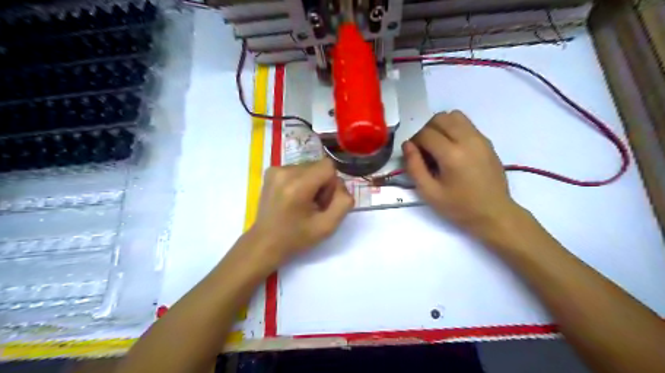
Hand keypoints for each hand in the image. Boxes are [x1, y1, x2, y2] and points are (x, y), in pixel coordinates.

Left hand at [249, 159, 352, 265]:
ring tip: (302, 203)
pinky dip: (300, 181)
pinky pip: (297, 169)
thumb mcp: (328, 227)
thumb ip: (343, 202)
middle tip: (313, 205)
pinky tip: (293, 197)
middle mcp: (285, 172)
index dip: (331, 184)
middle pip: (318, 166)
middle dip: (322, 184)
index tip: (323, 202)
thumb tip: (341, 185)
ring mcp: (275, 169)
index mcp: (298, 186)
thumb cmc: (296, 238)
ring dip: (312, 182)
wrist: (265, 242)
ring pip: (309, 167)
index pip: (328, 166)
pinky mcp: (271, 171)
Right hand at [402, 110, 521, 235]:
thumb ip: (414, 167)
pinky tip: (453, 148)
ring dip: (441, 126)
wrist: (494, 213)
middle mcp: (467, 140)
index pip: (425, 133)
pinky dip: (454, 129)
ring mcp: (480, 138)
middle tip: (425, 150)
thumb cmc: (459, 207)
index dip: (414, 142)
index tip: (414, 155)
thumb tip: (407, 145)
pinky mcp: (487, 140)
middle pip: (440, 118)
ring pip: (454, 115)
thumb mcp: (429, 192)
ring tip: (438, 145)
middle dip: (426, 130)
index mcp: (452, 155)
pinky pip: (466, 123)